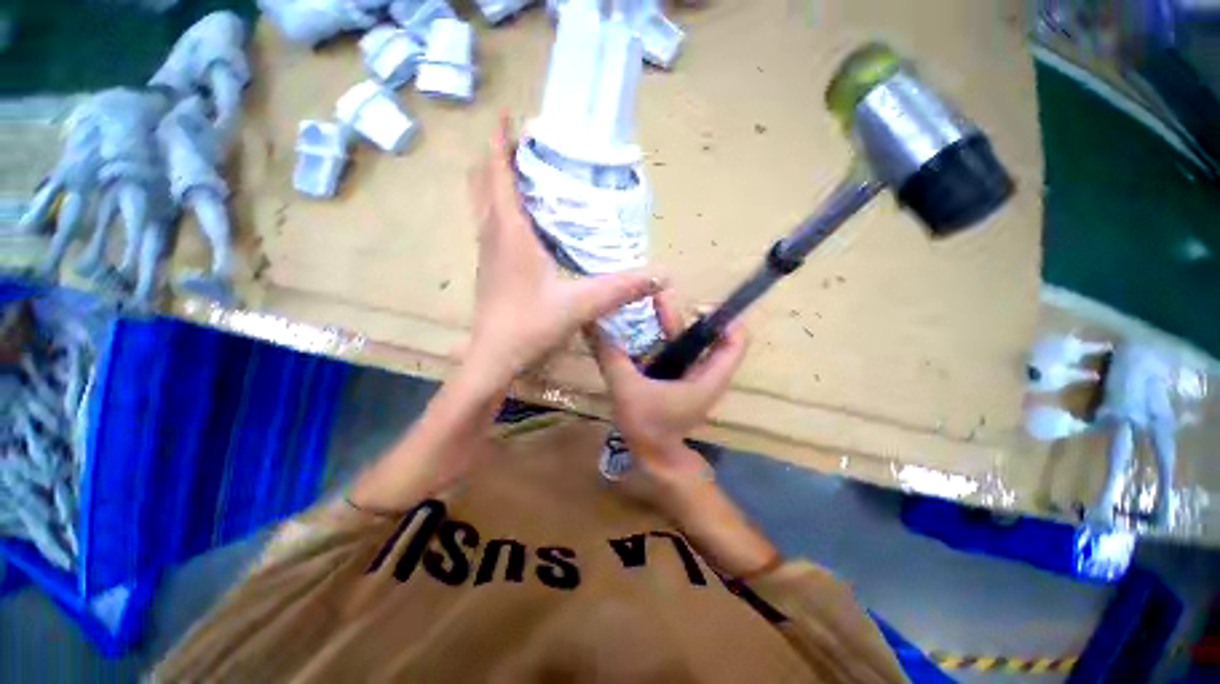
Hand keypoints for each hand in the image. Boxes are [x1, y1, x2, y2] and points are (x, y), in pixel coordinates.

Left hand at [466, 115, 662, 384]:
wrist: (493, 357)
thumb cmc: (529, 326)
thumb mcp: (579, 304)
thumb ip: (620, 288)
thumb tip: (662, 274)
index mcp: (510, 232)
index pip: (497, 173)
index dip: (499, 141)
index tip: (508, 115)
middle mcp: (492, 235)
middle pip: (483, 182)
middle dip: (497, 157)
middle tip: (525, 145)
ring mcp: (487, 252)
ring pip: (483, 203)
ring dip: (497, 181)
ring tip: (524, 172)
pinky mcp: (490, 268)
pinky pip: (490, 224)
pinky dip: (501, 207)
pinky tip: (524, 220)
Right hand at [590, 289, 748, 483]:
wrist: (653, 458)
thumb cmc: (648, 426)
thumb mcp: (626, 388)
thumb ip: (611, 356)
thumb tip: (593, 325)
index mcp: (709, 376)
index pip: (736, 339)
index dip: (723, 317)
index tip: (695, 306)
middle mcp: (708, 374)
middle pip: (711, 335)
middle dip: (688, 314)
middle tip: (659, 298)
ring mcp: (695, 377)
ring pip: (692, 342)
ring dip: (673, 324)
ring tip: (648, 305)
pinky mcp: (682, 381)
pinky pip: (680, 352)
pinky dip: (666, 338)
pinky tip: (644, 330)